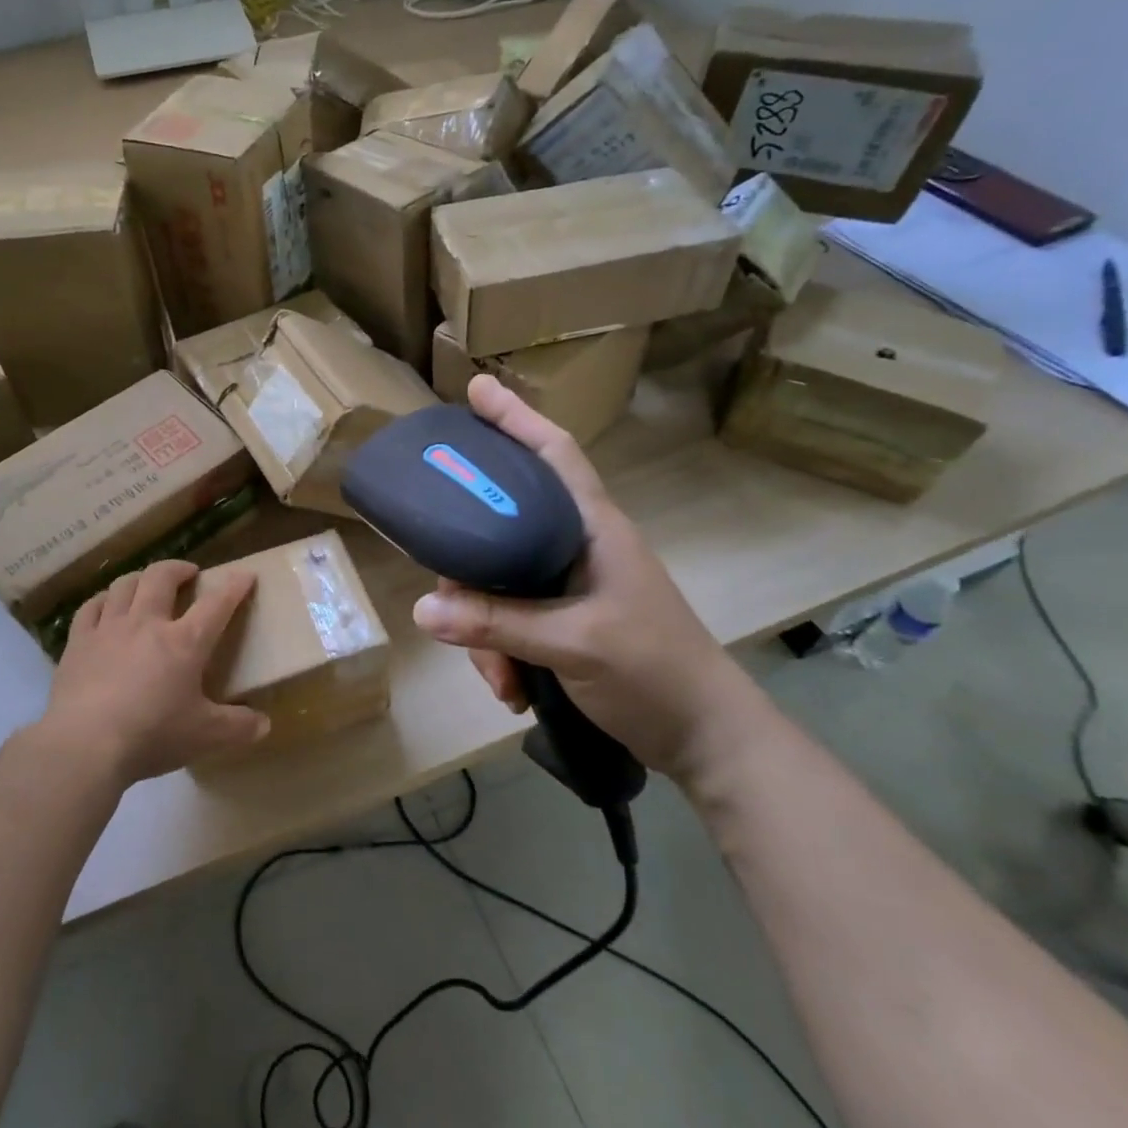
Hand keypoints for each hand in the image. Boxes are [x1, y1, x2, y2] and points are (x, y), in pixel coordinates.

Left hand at [38, 560, 267, 786]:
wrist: (85, 745)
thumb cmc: (152, 735)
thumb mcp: (205, 737)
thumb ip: (238, 727)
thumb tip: (264, 724)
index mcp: (184, 642)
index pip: (216, 604)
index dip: (234, 586)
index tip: (245, 575)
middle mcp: (147, 623)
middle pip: (162, 577)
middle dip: (179, 568)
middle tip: (189, 573)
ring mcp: (109, 628)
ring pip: (125, 584)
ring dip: (141, 578)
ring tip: (147, 584)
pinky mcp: (78, 642)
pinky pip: (91, 607)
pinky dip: (103, 600)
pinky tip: (106, 605)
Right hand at [410, 376, 761, 782]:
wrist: (704, 738)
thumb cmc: (652, 671)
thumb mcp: (572, 644)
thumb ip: (498, 624)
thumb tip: (422, 609)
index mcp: (592, 529)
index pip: (553, 454)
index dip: (516, 418)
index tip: (475, 390)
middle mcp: (577, 547)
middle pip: (502, 528)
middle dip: (470, 572)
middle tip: (447, 597)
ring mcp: (570, 586)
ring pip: (500, 585)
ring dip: (486, 632)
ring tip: (499, 678)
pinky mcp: (565, 621)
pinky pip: (511, 621)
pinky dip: (502, 652)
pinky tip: (511, 689)